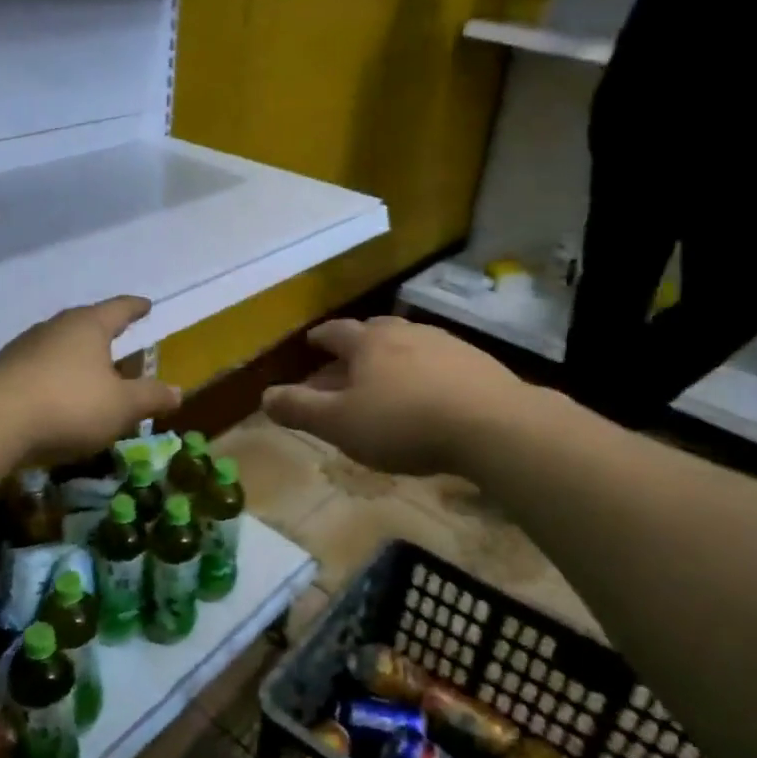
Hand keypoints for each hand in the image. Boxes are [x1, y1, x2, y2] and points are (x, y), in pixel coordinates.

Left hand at [0, 296, 180, 466]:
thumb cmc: (69, 405)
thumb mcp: (122, 407)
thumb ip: (151, 397)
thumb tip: (178, 391)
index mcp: (88, 326)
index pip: (119, 309)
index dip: (135, 308)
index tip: (145, 305)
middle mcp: (55, 328)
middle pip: (85, 323)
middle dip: (102, 330)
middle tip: (118, 336)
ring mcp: (24, 347)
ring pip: (58, 345)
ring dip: (75, 356)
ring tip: (88, 369)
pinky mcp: (2, 372)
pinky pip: (37, 368)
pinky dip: (53, 376)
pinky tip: (55, 395)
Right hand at [262, 317, 520, 476]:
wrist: (492, 425)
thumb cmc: (404, 423)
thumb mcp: (340, 424)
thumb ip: (299, 409)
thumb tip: (264, 397)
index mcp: (368, 343)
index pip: (336, 333)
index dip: (321, 338)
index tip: (312, 342)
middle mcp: (405, 333)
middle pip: (373, 332)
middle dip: (355, 347)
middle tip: (345, 363)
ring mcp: (446, 344)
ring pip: (408, 345)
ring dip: (391, 359)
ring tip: (386, 381)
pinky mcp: (478, 363)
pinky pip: (439, 363)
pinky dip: (424, 374)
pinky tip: (430, 395)